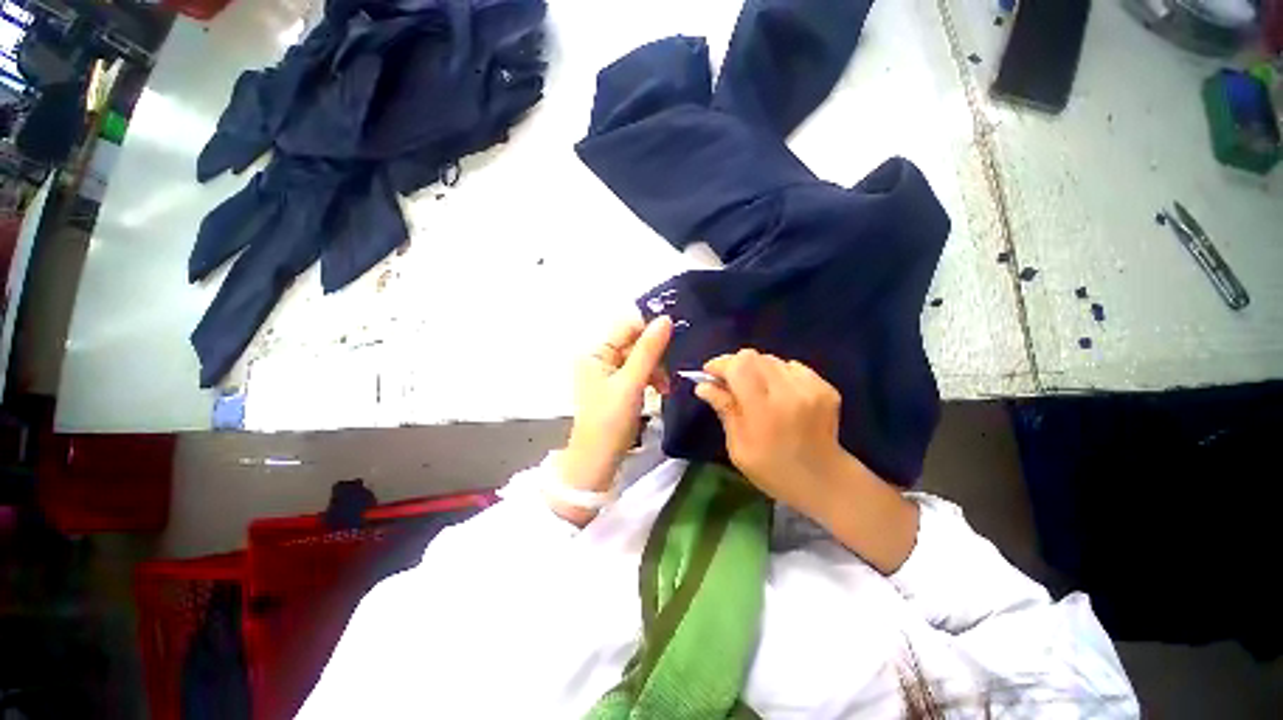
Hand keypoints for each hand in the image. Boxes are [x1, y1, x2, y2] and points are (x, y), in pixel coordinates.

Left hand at [560, 315, 672, 494]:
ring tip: (664, 389)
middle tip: (667, 375)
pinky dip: (649, 380)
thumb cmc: (610, 420)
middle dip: (654, 356)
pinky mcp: (616, 389)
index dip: (650, 331)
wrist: (597, 461)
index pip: (627, 326)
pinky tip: (658, 392)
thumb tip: (666, 319)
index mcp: (596, 352)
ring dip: (655, 370)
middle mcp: (599, 359)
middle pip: (634, 343)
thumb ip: (648, 350)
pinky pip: (637, 374)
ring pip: (639, 359)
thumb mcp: (632, 383)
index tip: (673, 343)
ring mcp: (607, 375)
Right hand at [692, 349, 847, 517]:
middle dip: (736, 365)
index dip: (721, 364)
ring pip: (772, 360)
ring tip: (756, 391)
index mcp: (764, 410)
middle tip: (730, 383)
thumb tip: (703, 385)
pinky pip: (793, 367)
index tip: (710, 374)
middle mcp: (789, 392)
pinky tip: (780, 395)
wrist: (824, 481)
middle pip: (754, 357)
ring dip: (758, 370)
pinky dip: (780, 375)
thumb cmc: (772, 470)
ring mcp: (811, 388)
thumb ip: (724, 410)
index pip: (739, 365)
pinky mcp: (825, 387)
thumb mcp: (738, 447)